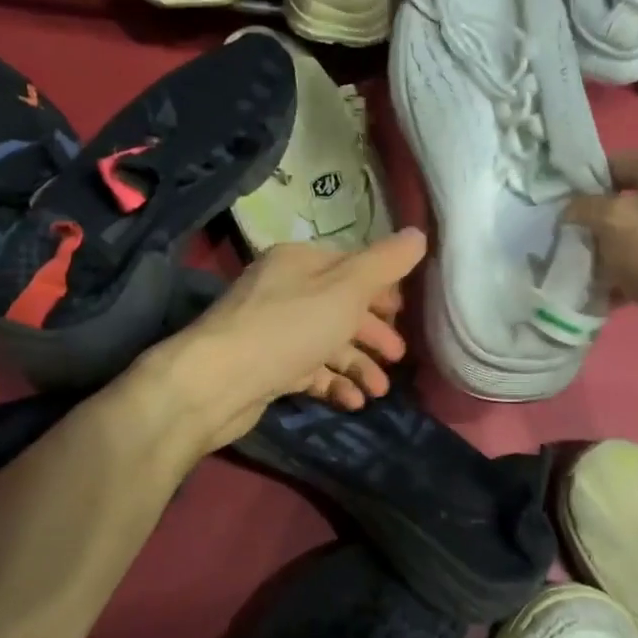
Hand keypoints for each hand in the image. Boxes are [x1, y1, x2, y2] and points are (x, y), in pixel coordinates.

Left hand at [136, 228, 428, 453]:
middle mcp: (284, 290)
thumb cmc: (288, 327)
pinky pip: (308, 371)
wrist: (217, 382)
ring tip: (379, 391)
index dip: (381, 290)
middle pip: (340, 307)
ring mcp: (272, 331)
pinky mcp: (266, 367)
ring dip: (358, 366)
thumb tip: (420, 234)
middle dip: (373, 334)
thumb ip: (384, 264)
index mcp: (299, 262)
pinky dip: (332, 383)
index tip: (404, 315)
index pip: (350, 267)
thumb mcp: (345, 290)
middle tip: (398, 357)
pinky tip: (352, 402)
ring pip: (326, 343)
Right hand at [564, 148, 637, 363]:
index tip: (561, 221)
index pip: (613, 165)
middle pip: (633, 201)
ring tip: (599, 283)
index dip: (582, 190)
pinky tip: (626, 298)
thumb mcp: (614, 224)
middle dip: (603, 229)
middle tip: (578, 255)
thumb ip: (585, 209)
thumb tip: (573, 209)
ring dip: (624, 256)